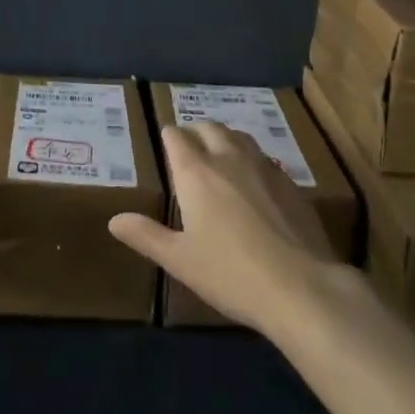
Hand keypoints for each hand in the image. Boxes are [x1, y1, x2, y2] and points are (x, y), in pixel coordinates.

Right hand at [108, 121, 342, 334]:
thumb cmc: (230, 273)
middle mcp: (227, 158)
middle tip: (190, 148)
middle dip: (195, 131)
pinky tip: (254, 181)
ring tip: (220, 155)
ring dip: (224, 138)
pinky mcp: (289, 182)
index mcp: (195, 172)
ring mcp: (263, 166)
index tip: (165, 143)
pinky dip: (251, 158)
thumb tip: (114, 220)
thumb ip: (146, 236)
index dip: (169, 136)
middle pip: (208, 127)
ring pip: (238, 136)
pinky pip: (264, 157)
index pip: (176, 136)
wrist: (300, 286)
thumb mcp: (179, 260)